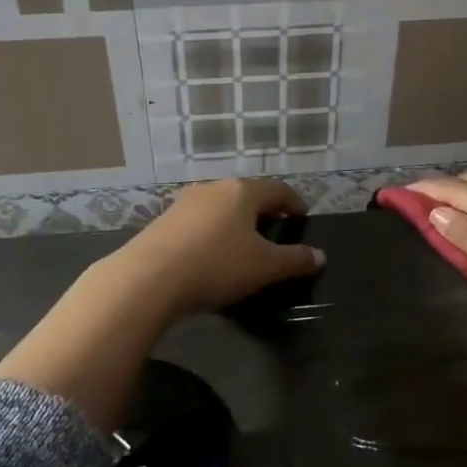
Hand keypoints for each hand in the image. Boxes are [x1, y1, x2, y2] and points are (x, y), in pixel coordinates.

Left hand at [109, 178, 321, 317]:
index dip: (294, 203)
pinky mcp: (163, 221)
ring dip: (235, 221)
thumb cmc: (216, 265)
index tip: (302, 217)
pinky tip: (211, 254)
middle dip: (263, 211)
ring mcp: (184, 202)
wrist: (147, 279)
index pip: (277, 190)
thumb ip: (295, 260)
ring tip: (243, 243)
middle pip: (247, 194)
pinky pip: (198, 221)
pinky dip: (212, 232)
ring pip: (220, 207)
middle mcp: (213, 188)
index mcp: (242, 191)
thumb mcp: (264, 267)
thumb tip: (320, 255)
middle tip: (276, 230)